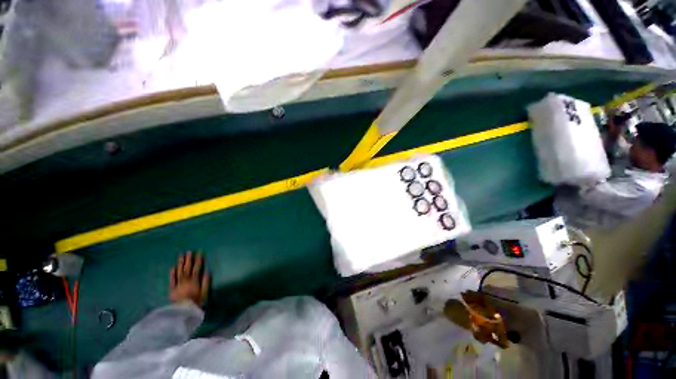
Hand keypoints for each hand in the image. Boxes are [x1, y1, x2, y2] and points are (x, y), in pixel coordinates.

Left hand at [169, 252, 209, 306]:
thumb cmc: (196, 303)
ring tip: (181, 256)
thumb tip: (207, 271)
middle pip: (187, 268)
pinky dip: (172, 273)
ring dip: (180, 263)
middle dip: (188, 259)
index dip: (198, 260)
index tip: (199, 252)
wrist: (182, 313)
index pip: (197, 268)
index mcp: (194, 281)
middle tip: (189, 252)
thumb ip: (206, 282)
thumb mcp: (205, 293)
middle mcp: (185, 281)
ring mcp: (178, 285)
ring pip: (179, 272)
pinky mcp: (172, 290)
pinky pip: (172, 280)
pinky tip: (173, 267)